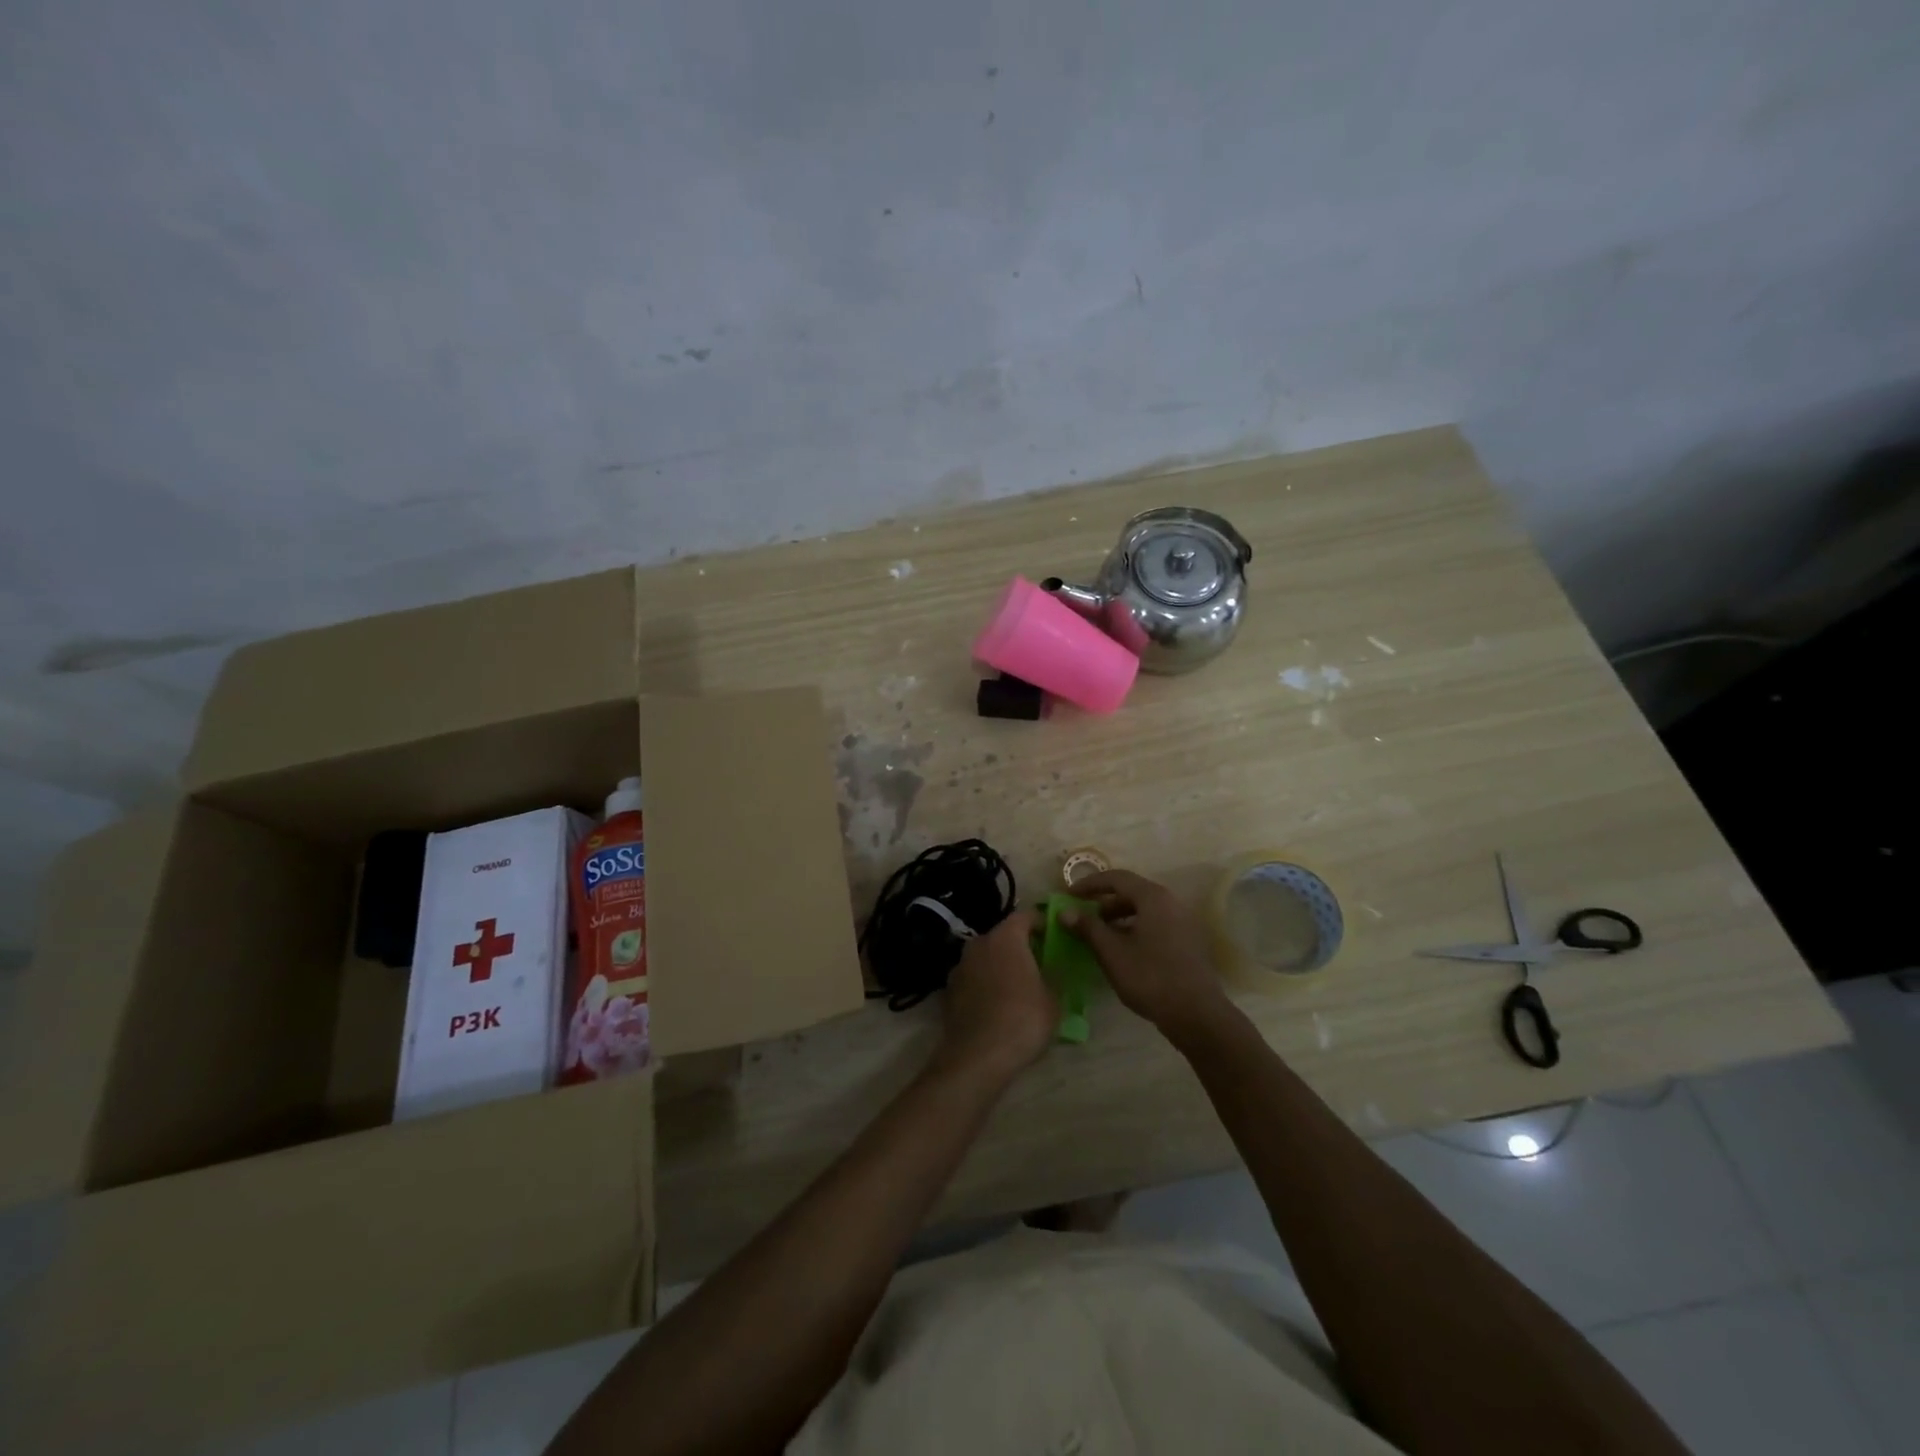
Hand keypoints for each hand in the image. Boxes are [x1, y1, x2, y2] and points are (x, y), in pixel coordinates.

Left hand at [935, 908, 1056, 1083]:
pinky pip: (974, 978)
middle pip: (1003, 936)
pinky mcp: (949, 990)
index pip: (1025, 916)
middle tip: (1039, 962)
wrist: (977, 1057)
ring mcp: (960, 967)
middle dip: (1020, 945)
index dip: (1041, 922)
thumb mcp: (1053, 999)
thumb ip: (1053, 977)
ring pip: (986, 957)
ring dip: (1000, 965)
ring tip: (1018, 986)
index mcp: (1005, 938)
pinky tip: (997, 1005)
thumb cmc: (1023, 1020)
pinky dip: (985, 984)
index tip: (1054, 935)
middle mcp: (979, 944)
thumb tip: (1051, 971)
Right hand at [1061, 871, 1232, 1042]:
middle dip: (1103, 903)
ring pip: (1144, 910)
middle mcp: (1170, 902)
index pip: (1116, 878)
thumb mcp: (1112, 952)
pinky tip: (1122, 950)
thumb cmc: (1149, 977)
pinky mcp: (1187, 941)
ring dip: (1118, 918)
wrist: (1196, 1014)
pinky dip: (1134, 929)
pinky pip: (1155, 924)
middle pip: (1131, 892)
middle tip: (1083, 918)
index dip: (1090, 884)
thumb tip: (1065, 911)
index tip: (1069, 895)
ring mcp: (1182, 921)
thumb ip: (1088, 927)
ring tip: (1099, 936)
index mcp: (1153, 897)